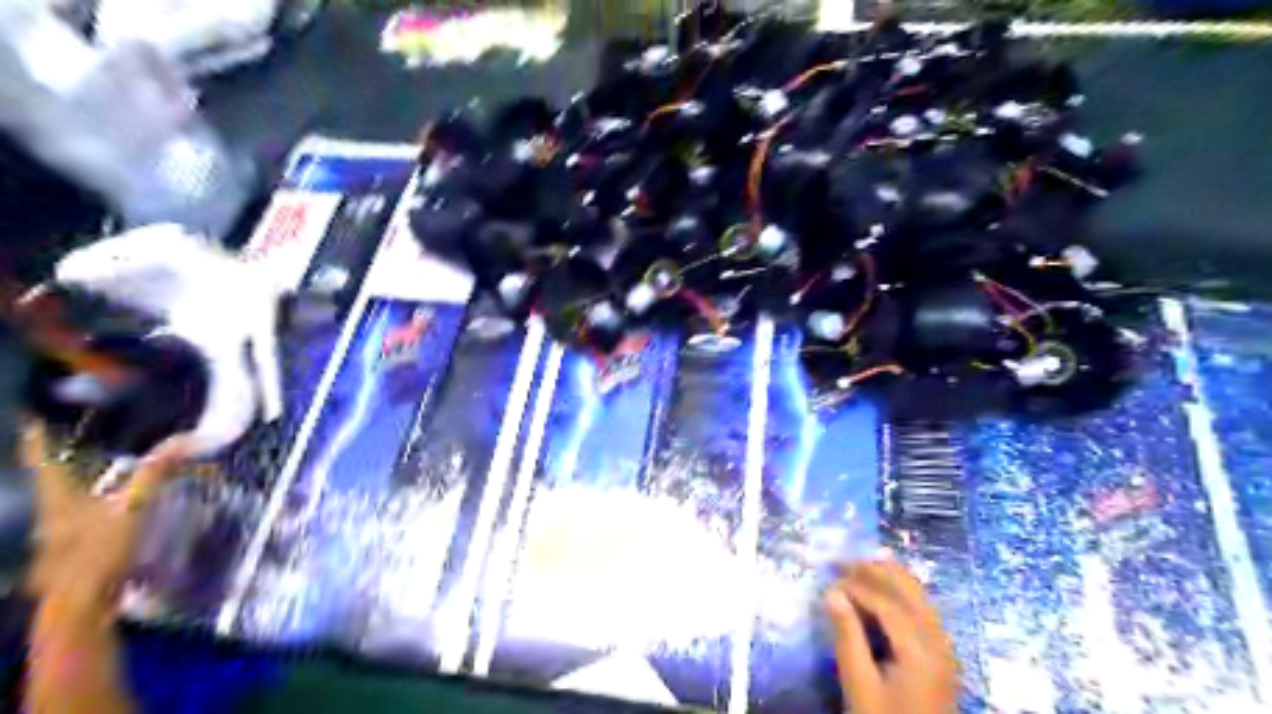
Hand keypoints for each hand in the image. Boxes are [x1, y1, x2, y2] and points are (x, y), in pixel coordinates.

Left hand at [21, 418, 186, 612]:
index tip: (33, 414)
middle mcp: (52, 509)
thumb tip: (183, 440)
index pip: (43, 457)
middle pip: (52, 477)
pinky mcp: (75, 547)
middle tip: (77, 435)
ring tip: (101, 466)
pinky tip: (112, 507)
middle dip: (62, 457)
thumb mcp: (132, 508)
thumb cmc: (99, 552)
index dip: (37, 435)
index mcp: (58, 495)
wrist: (80, 605)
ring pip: (66, 497)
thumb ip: (154, 474)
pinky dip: (94, 504)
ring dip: (80, 481)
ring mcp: (60, 531)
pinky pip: (82, 515)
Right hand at [825, 559, 954, 713]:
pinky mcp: (942, 656)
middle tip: (842, 559)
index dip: (856, 585)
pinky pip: (923, 611)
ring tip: (860, 564)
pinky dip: (902, 593)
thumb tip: (831, 592)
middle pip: (910, 591)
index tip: (828, 577)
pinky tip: (884, 590)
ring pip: (920, 597)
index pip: (887, 602)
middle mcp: (939, 642)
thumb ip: (847, 635)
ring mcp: (945, 649)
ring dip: (890, 577)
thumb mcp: (859, 684)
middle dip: (876, 569)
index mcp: (921, 650)